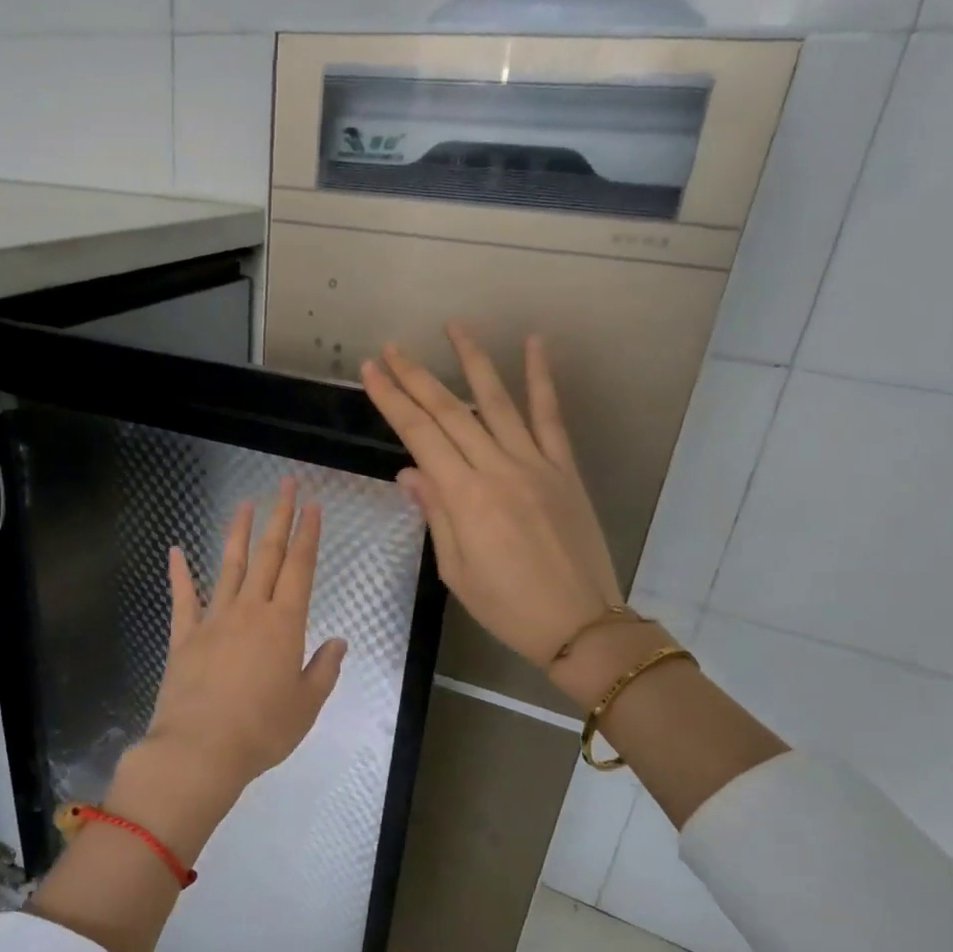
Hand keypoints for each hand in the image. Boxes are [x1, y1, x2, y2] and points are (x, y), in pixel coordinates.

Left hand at [109, 479, 347, 860]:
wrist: (200, 750)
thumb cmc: (262, 731)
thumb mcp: (306, 705)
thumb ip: (323, 670)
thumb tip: (338, 642)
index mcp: (284, 624)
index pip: (300, 568)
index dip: (307, 534)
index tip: (312, 505)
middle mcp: (250, 611)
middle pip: (268, 555)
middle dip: (279, 517)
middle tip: (286, 484)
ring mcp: (213, 620)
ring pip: (229, 566)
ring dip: (238, 533)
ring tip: (245, 503)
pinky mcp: (184, 636)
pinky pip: (183, 598)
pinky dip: (179, 573)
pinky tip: (175, 550)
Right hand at [362, 323, 621, 668]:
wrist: (580, 624)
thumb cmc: (507, 606)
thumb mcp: (456, 569)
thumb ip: (435, 513)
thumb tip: (411, 470)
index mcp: (465, 498)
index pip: (420, 435)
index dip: (392, 400)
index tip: (371, 371)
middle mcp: (498, 469)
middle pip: (449, 412)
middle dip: (416, 377)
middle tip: (392, 349)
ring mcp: (536, 464)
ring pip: (497, 402)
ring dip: (472, 361)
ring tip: (453, 327)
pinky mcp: (565, 468)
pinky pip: (551, 416)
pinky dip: (542, 378)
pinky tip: (535, 344)